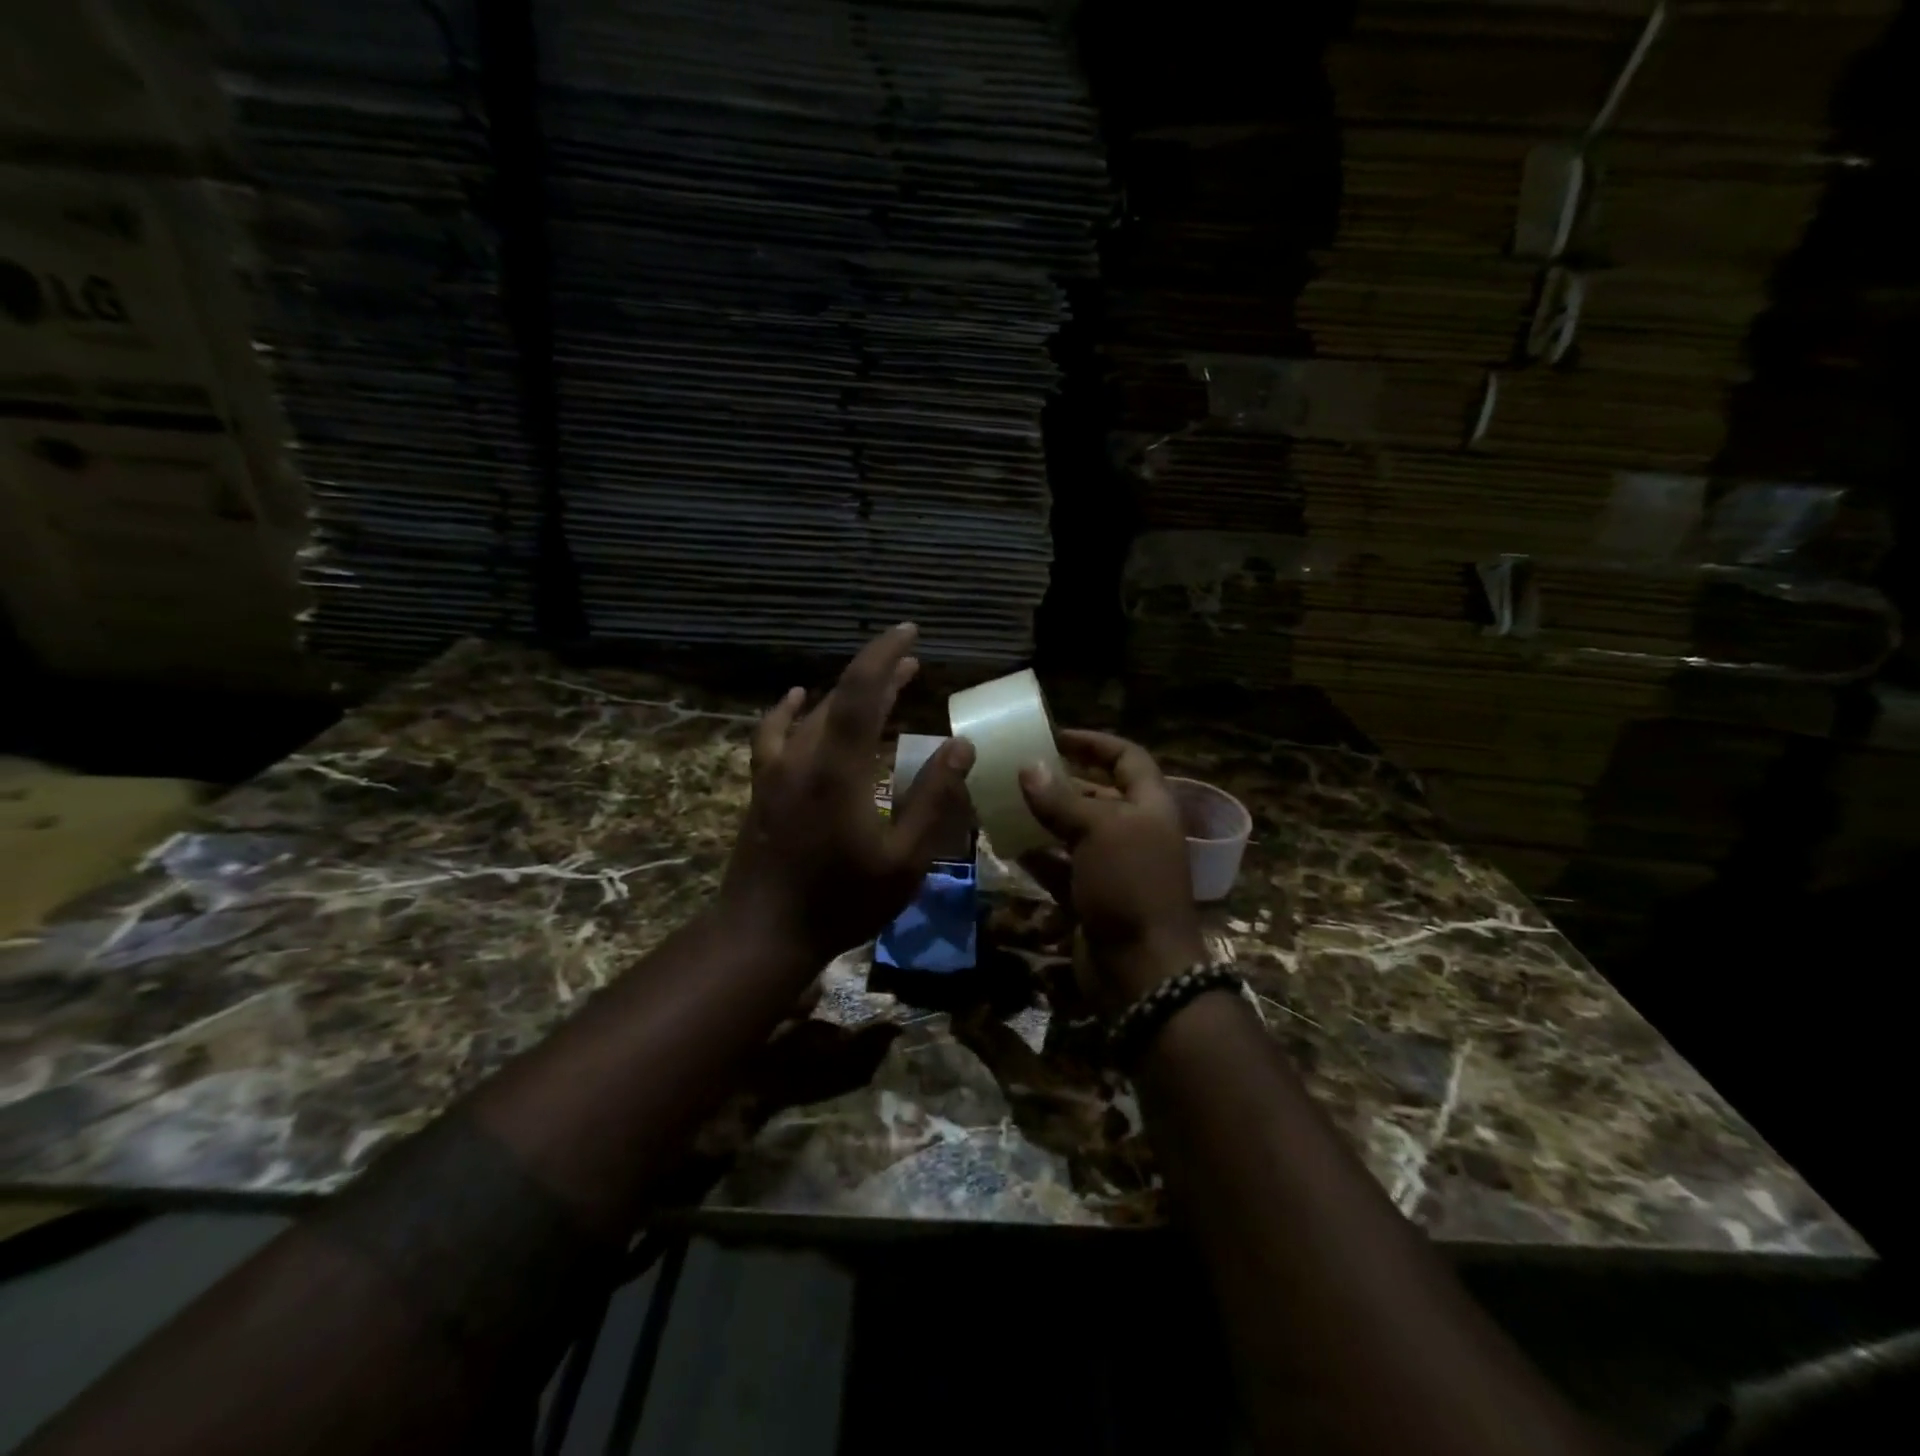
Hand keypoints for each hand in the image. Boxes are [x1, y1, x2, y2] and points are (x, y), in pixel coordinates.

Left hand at [719, 624, 976, 967]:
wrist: (763, 932)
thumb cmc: (841, 900)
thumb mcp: (904, 860)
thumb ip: (933, 799)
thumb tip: (961, 747)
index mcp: (839, 768)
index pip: (862, 690)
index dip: (886, 655)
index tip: (910, 633)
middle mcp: (803, 755)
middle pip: (840, 696)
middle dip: (878, 673)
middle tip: (912, 661)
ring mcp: (776, 769)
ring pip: (812, 712)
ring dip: (846, 692)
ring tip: (879, 684)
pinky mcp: (762, 785)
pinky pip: (774, 733)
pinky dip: (790, 711)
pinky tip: (796, 700)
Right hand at [1017, 730, 1204, 1004]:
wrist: (1142, 969)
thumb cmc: (1129, 885)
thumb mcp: (1097, 831)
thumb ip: (1061, 798)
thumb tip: (1029, 767)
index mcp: (1150, 806)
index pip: (1127, 757)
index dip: (1094, 742)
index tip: (1054, 735)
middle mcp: (1134, 831)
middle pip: (1097, 794)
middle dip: (1060, 781)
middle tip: (1018, 770)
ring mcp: (1114, 866)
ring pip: (1074, 831)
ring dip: (1043, 818)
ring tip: (1004, 803)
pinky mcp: (1093, 896)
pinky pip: (1061, 867)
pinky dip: (1038, 856)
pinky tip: (1009, 846)